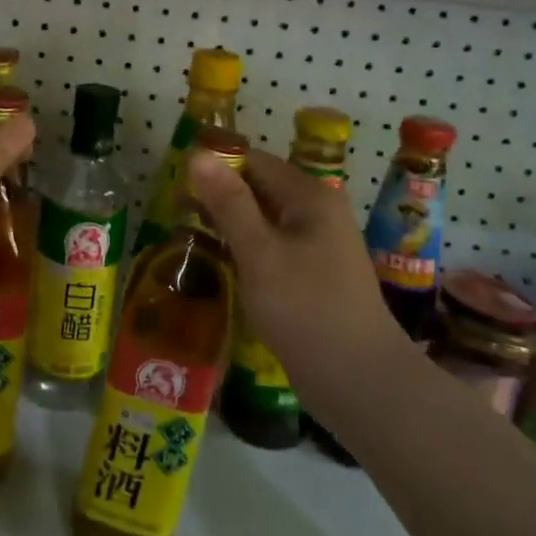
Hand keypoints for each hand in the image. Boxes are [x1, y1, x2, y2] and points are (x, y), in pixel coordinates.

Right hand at [188, 148, 403, 379]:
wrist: (359, 381)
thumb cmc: (305, 308)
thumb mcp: (259, 252)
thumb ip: (228, 202)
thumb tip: (197, 154)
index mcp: (310, 196)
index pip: (254, 161)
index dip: (215, 166)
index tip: (175, 182)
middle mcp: (318, 212)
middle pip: (260, 187)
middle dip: (219, 195)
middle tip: (176, 210)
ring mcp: (318, 245)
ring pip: (264, 219)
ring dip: (229, 223)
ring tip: (189, 233)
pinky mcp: (313, 275)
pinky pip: (272, 247)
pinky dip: (245, 247)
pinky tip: (220, 262)